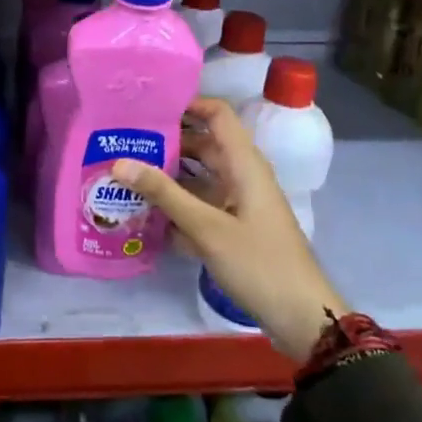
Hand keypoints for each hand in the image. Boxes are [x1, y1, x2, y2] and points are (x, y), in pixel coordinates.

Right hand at [111, 97, 344, 359]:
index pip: (217, 115)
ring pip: (198, 177)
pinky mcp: (234, 227)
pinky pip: (200, 204)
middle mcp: (242, 176)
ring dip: (167, 175)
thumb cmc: (259, 264)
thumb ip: (163, 193)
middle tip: (123, 140)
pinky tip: (143, 213)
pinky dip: (176, 205)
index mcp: (244, 164)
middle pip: (202, 145)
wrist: (302, 317)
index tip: (146, 106)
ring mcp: (238, 203)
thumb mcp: (207, 228)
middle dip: (166, 141)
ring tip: (124, 173)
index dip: (186, 104)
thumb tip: (119, 162)